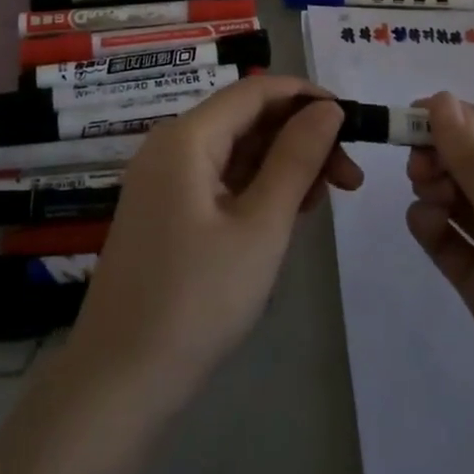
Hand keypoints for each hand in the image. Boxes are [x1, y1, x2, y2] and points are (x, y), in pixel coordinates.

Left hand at [64, 75, 363, 414]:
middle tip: (350, 178)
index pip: (257, 89)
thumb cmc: (196, 301)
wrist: (119, 384)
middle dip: (301, 136)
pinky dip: (258, 187)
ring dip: (284, 164)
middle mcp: (172, 145)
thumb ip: (297, 159)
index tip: (354, 122)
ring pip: (237, 150)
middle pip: (247, 118)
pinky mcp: (167, 210)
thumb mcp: (261, 227)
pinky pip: (221, 178)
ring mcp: (165, 179)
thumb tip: (328, 108)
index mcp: (187, 137)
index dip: (307, 97)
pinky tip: (289, 212)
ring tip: (325, 199)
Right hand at [405, 93, 473, 473]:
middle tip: (417, 164)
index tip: (416, 116)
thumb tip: (442, 99)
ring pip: (463, 201)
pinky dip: (434, 229)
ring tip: (425, 194)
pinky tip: (424, 224)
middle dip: (446, 156)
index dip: (462, 119)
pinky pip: (456, 245)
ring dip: (438, 188)